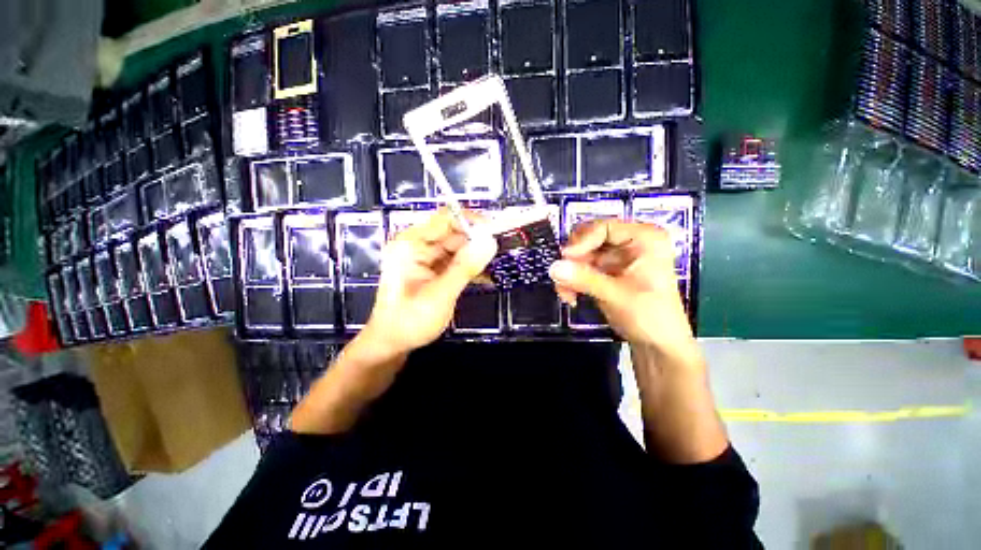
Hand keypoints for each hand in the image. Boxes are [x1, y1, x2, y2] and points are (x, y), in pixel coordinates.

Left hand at [364, 209, 497, 354]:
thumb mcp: (440, 294)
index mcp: (411, 244)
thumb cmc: (410, 321)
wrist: (392, 344)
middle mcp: (417, 246)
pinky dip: (469, 267)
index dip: (471, 222)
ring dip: (474, 256)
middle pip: (453, 233)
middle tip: (497, 252)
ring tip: (492, 266)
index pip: (445, 219)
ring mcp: (425, 258)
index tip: (494, 231)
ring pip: (457, 248)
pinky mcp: (432, 270)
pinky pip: (455, 261)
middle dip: (476, 241)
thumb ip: (465, 267)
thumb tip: (489, 242)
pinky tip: (484, 277)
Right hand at [549, 219, 693, 354]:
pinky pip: (580, 269)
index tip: (564, 258)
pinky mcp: (605, 272)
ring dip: (570, 274)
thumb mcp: (617, 295)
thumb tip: (553, 267)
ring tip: (566, 294)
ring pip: (580, 255)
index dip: (581, 241)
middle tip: (562, 276)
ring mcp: (616, 258)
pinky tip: (570, 297)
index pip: (605, 228)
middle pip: (589, 239)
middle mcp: (629, 243)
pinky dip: (572, 281)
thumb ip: (584, 279)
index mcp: (644, 239)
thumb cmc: (650, 316)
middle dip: (573, 259)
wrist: (657, 345)